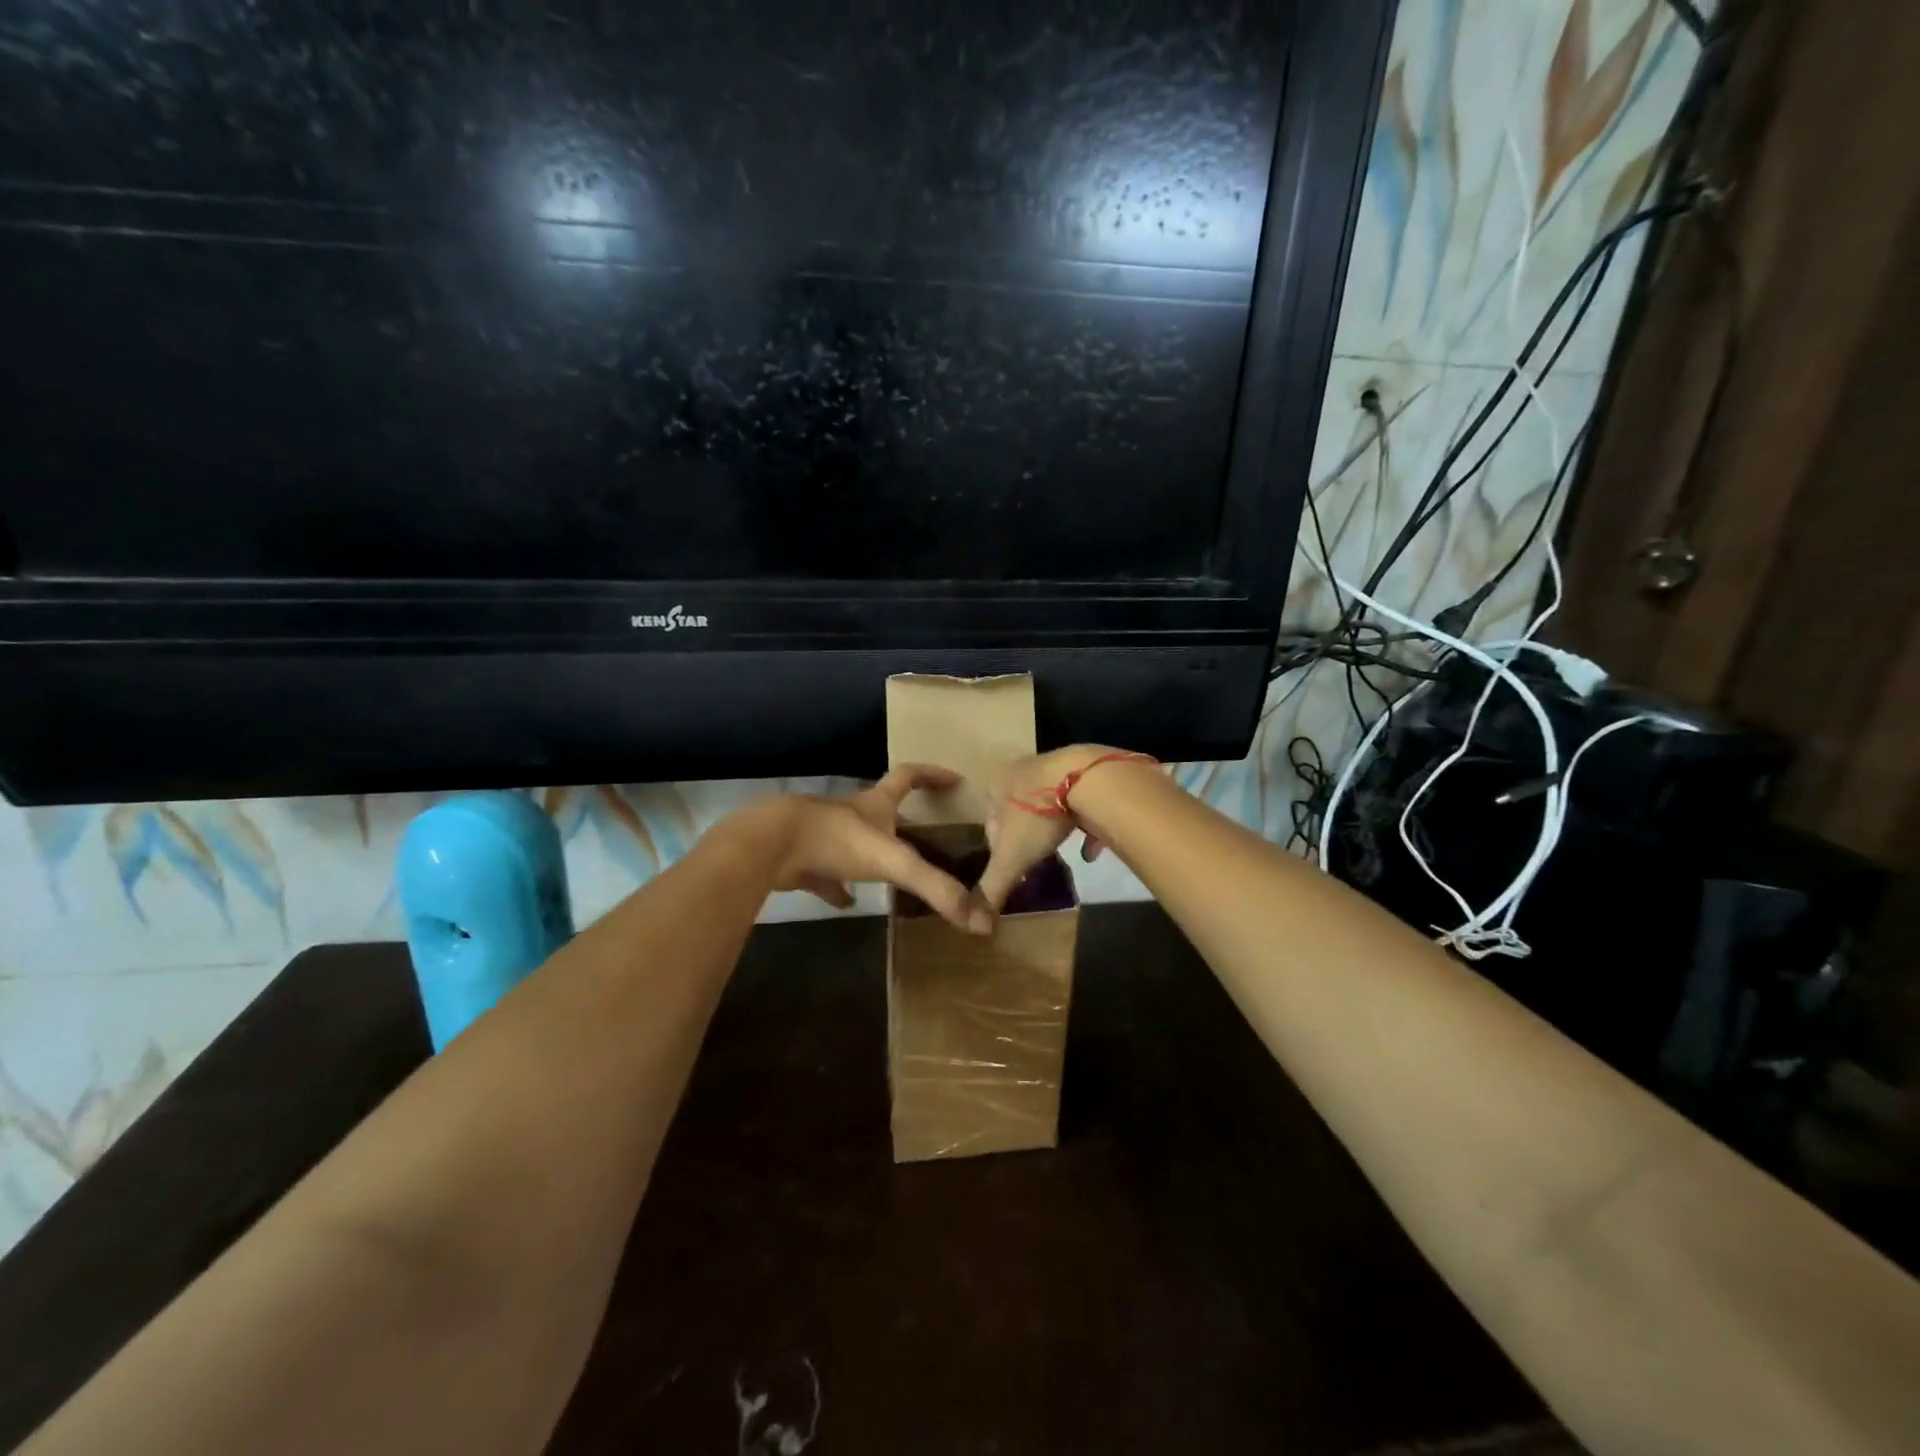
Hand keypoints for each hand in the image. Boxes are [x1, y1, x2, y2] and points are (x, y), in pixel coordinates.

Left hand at [741, 765, 992, 934]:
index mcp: (875, 804)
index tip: (954, 779)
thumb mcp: (894, 862)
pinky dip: (835, 885)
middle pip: (878, 807)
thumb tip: (979, 921)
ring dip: (867, 852)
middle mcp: (850, 813)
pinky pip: (823, 872)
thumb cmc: (836, 840)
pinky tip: (843, 902)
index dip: (933, 775)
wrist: (770, 844)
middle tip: (920, 834)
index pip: (909, 777)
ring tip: (886, 874)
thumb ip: (935, 888)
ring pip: (850, 840)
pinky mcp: (801, 858)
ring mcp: (822, 833)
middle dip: (898, 817)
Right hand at [976, 744, 1121, 914]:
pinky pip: (1079, 801)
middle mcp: (1020, 770)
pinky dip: (1082, 823)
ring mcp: (1053, 766)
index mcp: (995, 785)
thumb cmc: (1036, 816)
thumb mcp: (1010, 858)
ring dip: (1053, 828)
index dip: (999, 848)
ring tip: (1061, 852)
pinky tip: (1091, 847)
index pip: (989, 823)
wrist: (1085, 779)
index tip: (1013, 867)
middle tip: (1037, 860)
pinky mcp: (1083, 769)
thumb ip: (992, 890)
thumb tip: (975, 926)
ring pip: (1048, 805)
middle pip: (1019, 811)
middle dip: (1027, 836)